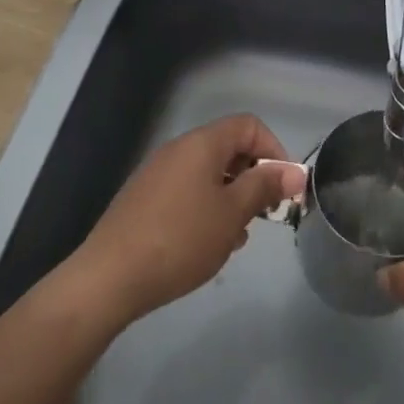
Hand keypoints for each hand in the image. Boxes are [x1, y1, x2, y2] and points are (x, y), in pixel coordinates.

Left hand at [66, 114, 305, 326]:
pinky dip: (205, 208)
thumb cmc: (181, 239)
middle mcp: (179, 149)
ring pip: (208, 174)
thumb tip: (294, 172)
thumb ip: (265, 187)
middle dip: (253, 178)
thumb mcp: (232, 214)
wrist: (109, 278)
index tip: (283, 188)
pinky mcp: (143, 199)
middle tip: (263, 216)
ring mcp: (157, 173)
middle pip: (228, 149)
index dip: (274, 151)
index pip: (249, 126)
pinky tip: (205, 244)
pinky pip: (187, 191)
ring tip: (234, 238)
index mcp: (202, 143)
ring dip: (230, 198)